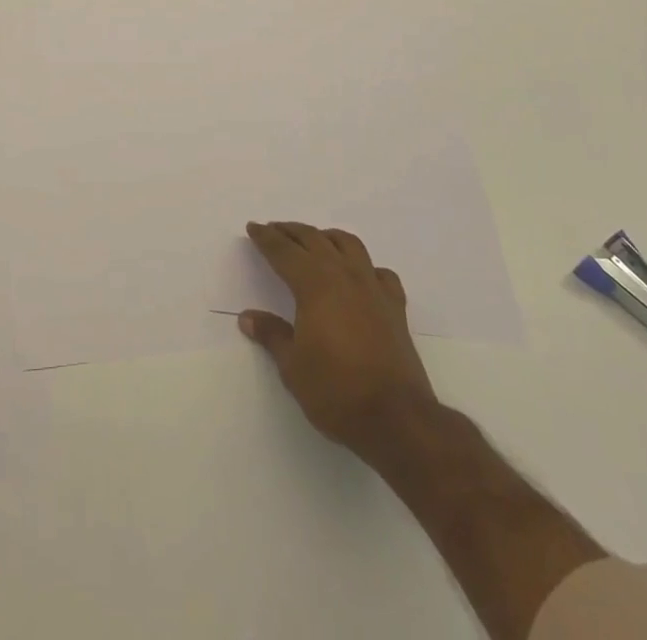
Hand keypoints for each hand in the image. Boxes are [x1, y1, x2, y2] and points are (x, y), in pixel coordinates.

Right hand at [240, 221, 438, 456]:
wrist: (398, 419)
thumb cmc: (336, 391)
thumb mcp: (292, 367)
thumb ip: (272, 335)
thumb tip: (248, 317)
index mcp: (314, 284)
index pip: (284, 251)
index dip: (266, 238)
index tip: (253, 227)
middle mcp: (344, 276)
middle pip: (314, 239)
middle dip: (291, 231)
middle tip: (274, 229)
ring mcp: (373, 288)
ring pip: (348, 245)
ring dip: (326, 237)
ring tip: (314, 240)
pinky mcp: (395, 307)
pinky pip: (379, 272)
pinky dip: (365, 266)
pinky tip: (360, 275)